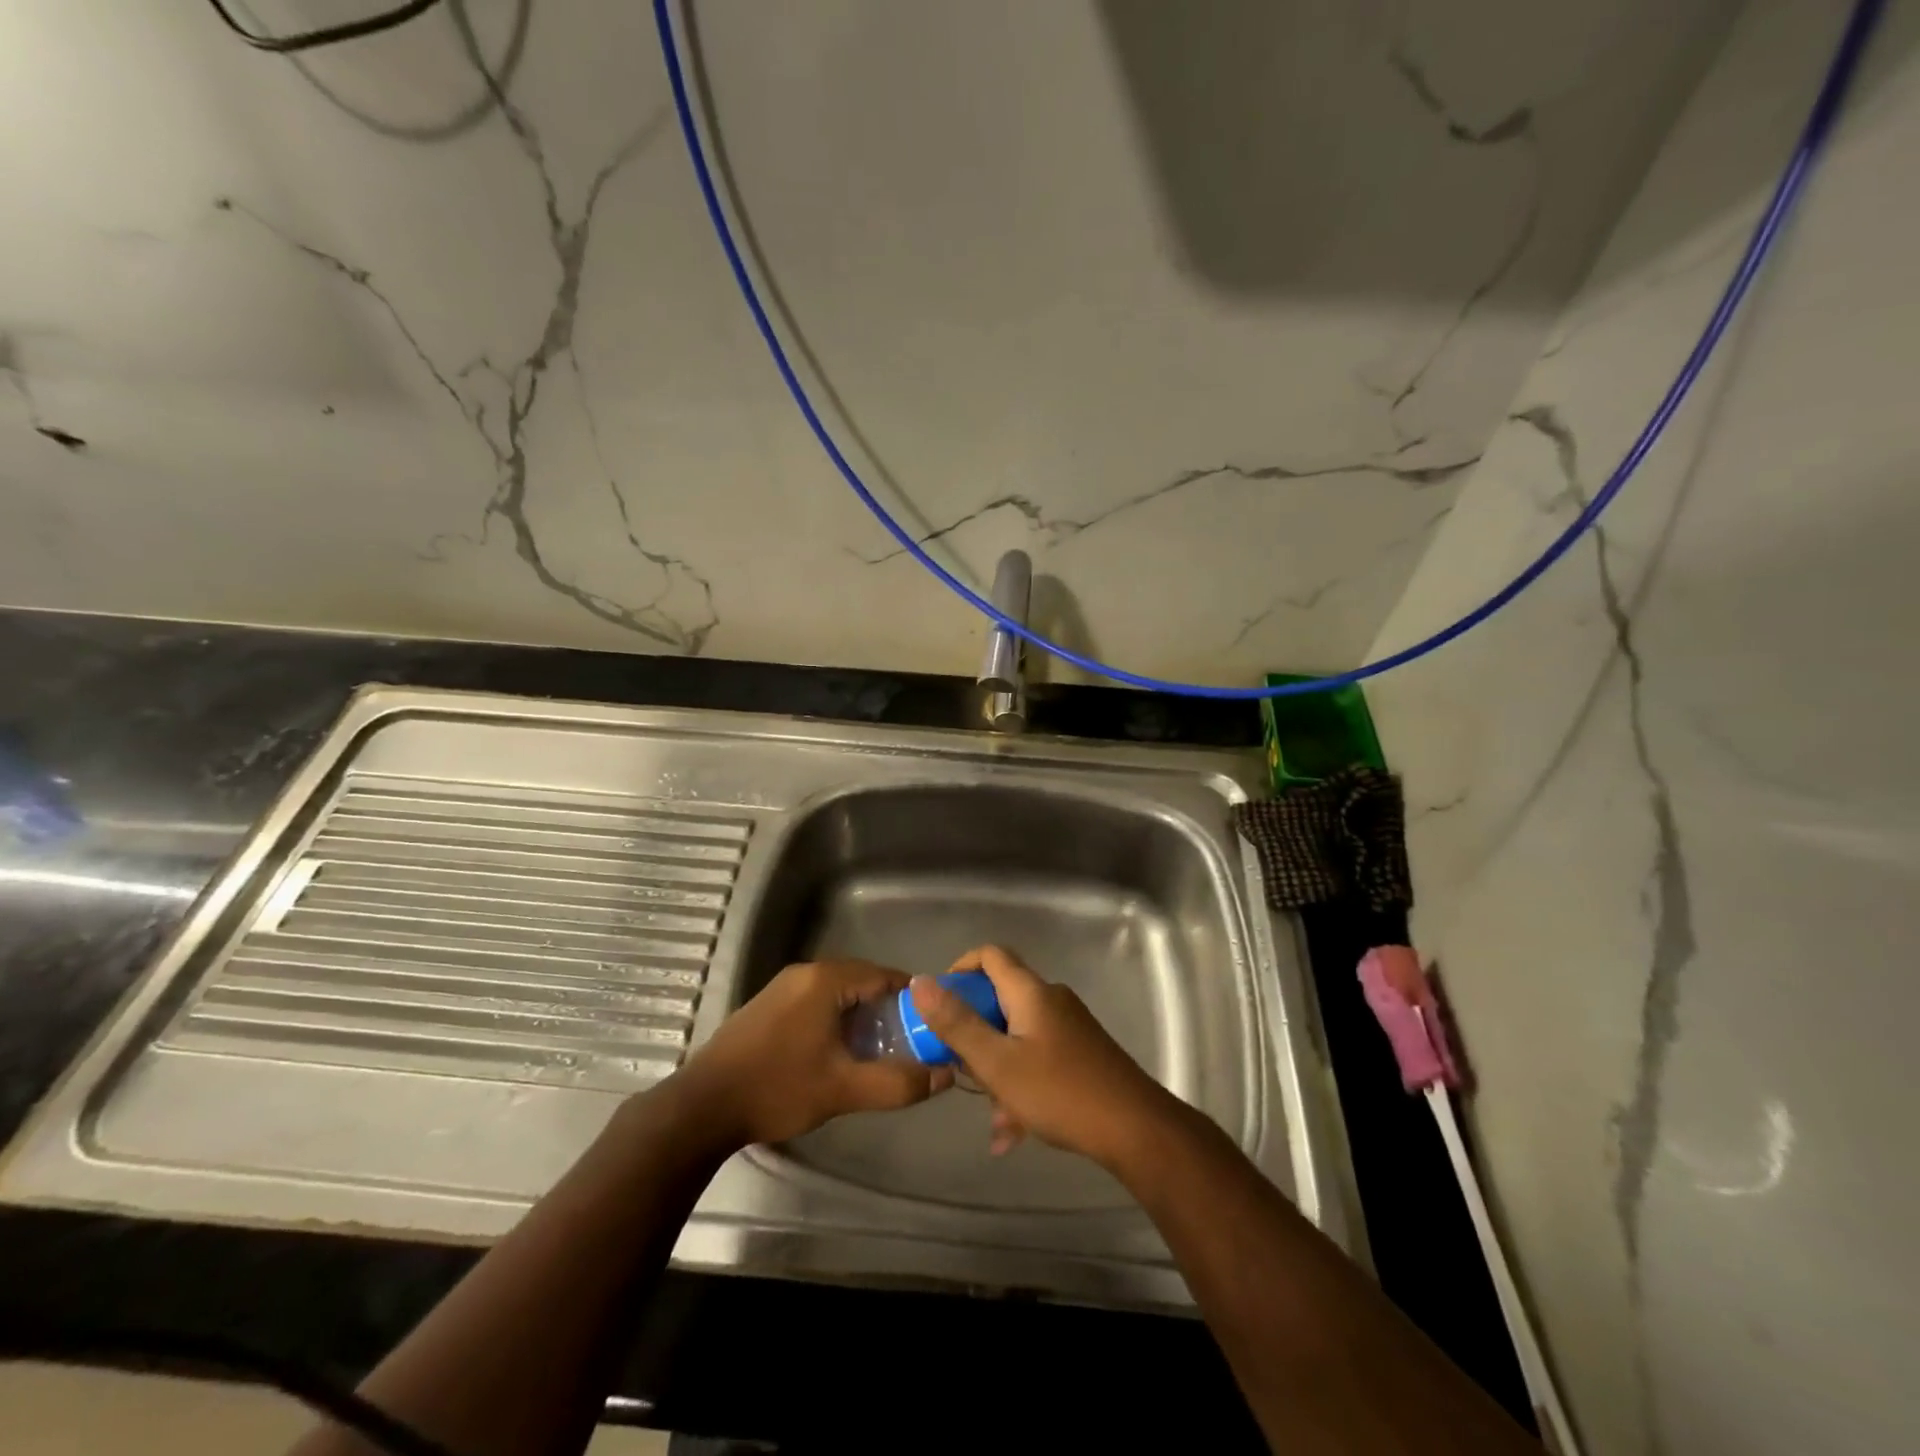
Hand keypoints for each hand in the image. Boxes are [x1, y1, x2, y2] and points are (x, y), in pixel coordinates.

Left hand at [673, 960, 952, 1149]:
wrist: (702, 1107)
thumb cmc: (778, 1088)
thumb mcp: (844, 1089)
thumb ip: (897, 1082)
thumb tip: (944, 1075)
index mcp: (826, 980)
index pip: (884, 975)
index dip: (913, 999)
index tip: (932, 1024)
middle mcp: (805, 973)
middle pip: (862, 982)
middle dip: (888, 1010)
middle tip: (909, 1042)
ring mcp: (783, 987)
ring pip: (838, 994)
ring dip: (861, 1017)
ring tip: (878, 1051)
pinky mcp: (768, 1006)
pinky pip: (816, 1002)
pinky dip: (836, 1020)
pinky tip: (838, 1052)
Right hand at [909, 946, 1178, 1169]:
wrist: (1135, 1128)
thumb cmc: (1060, 1091)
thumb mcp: (997, 1062)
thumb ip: (957, 1023)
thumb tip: (920, 982)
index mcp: (1031, 992)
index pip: (990, 955)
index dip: (960, 968)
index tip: (939, 1001)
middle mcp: (1052, 1000)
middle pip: (1001, 999)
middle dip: (975, 1032)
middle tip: (959, 1065)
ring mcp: (1070, 1027)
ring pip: (1018, 1037)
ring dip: (997, 1069)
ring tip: (989, 1116)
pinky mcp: (1082, 1054)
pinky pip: (1038, 1059)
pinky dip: (1020, 1085)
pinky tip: (1011, 1132)